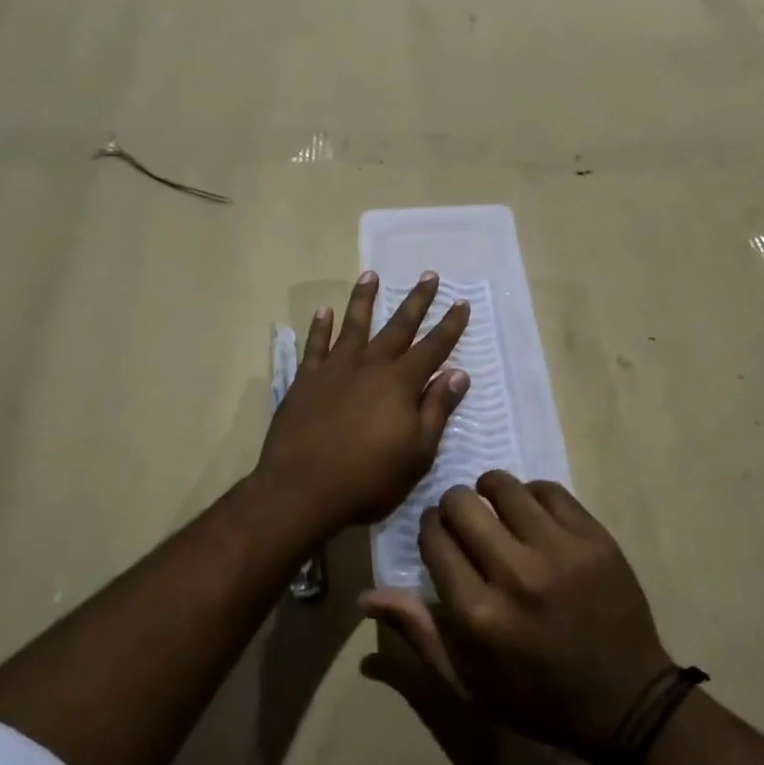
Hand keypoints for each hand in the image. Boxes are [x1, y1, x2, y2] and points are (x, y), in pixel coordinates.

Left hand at [254, 271, 470, 534]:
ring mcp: (334, 370)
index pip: (433, 347)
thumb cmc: (368, 479)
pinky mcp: (305, 380)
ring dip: (364, 299)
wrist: (301, 489)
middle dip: (416, 301)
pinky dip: (320, 327)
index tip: (461, 302)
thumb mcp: (417, 453)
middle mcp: (369, 366)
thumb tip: (457, 373)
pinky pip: (314, 346)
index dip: (450, 326)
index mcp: (400, 383)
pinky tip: (323, 311)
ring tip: (371, 275)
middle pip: (398, 327)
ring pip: (353, 325)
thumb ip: (436, 409)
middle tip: (429, 275)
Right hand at [360, 473, 672, 757]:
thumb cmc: (537, 698)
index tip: (437, 534)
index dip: (429, 529)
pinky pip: (549, 490)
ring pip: (503, 487)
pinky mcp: (594, 538)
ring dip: (489, 492)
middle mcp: (515, 575)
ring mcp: (560, 552)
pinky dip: (532, 495)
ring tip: (495, 509)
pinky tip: (532, 513)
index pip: (433, 540)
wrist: (626, 702)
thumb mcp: (468, 683)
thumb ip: (418, 632)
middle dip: (452, 507)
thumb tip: (366, 595)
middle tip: (464, 522)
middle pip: (462, 505)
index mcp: (478, 615)